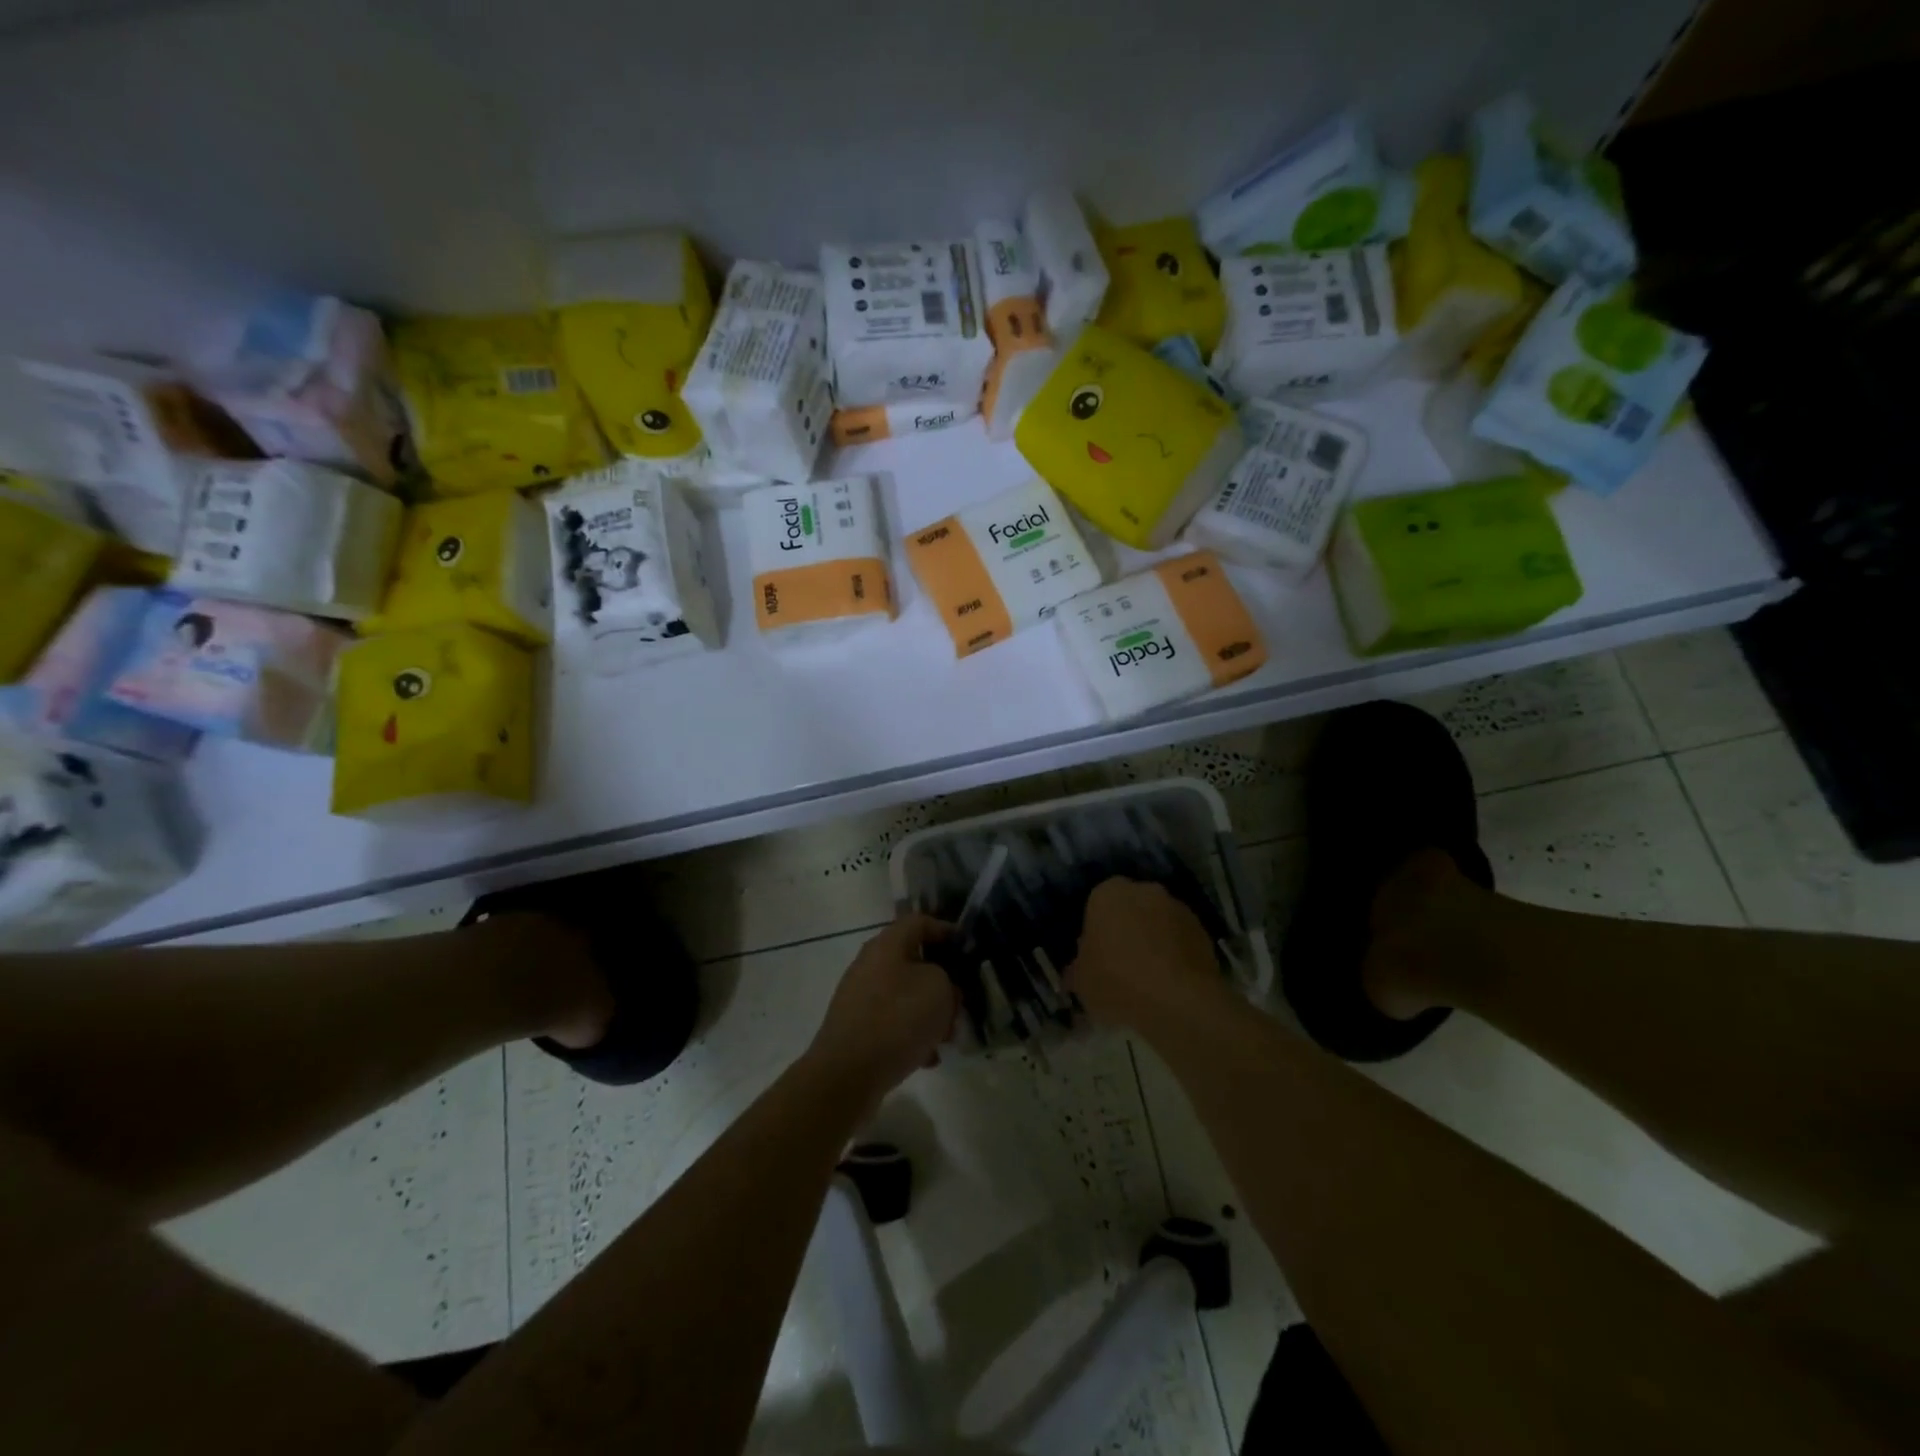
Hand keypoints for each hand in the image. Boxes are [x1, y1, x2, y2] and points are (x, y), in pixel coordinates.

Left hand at [806, 913, 957, 1108]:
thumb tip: (939, 985)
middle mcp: (870, 964)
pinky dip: (911, 1035)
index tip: (968, 949)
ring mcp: (860, 997)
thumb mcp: (940, 989)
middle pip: (914, 962)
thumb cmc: (898, 1020)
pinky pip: (893, 1023)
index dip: (946, 930)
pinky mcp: (857, 1028)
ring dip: (929, 1013)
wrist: (847, 1074)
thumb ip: (948, 977)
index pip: (920, 922)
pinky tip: (926, 1058)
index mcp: (887, 944)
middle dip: (942, 983)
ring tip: (946, 1038)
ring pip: (905, 996)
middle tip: (960, 1004)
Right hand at [1068, 877, 1226, 1032]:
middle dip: (1127, 928)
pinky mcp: (1204, 932)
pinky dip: (1175, 955)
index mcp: (1109, 893)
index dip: (1097, 927)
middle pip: (1131, 907)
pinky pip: (1181, 940)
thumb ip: (1077, 968)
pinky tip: (1170, 983)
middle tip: (1120, 962)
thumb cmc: (1117, 981)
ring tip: (1148, 977)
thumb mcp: (1081, 981)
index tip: (1096, 952)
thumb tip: (1077, 971)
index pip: (1097, 902)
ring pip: (1158, 922)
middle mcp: (1145, 890)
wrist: (1179, 1002)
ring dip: (1154, 940)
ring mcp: (1179, 909)